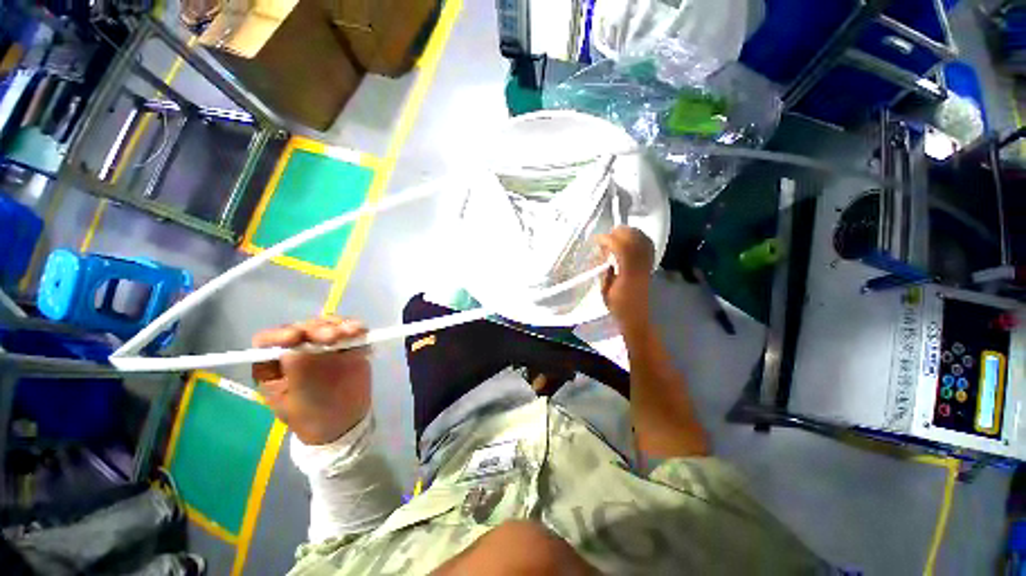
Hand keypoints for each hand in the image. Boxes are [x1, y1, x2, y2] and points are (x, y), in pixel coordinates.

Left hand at [252, 316, 371, 444]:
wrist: (345, 421)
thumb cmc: (313, 416)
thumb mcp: (299, 399)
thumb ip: (297, 372)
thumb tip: (297, 346)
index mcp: (274, 364)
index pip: (269, 341)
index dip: (280, 335)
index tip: (296, 338)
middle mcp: (297, 349)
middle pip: (303, 328)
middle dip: (317, 329)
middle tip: (332, 337)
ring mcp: (324, 345)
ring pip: (328, 325)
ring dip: (339, 325)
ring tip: (352, 332)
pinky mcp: (347, 344)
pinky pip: (351, 330)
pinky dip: (356, 328)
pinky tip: (360, 331)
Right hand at [596, 226, 653, 330]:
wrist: (637, 317)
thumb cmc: (618, 307)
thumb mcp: (605, 291)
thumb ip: (605, 271)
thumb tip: (604, 255)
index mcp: (628, 274)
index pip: (621, 248)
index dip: (608, 240)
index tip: (597, 240)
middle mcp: (641, 266)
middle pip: (635, 240)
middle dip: (619, 233)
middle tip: (606, 236)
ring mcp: (648, 265)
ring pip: (643, 240)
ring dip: (629, 233)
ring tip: (616, 235)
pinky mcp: (650, 266)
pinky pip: (647, 245)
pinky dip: (638, 238)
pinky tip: (629, 240)